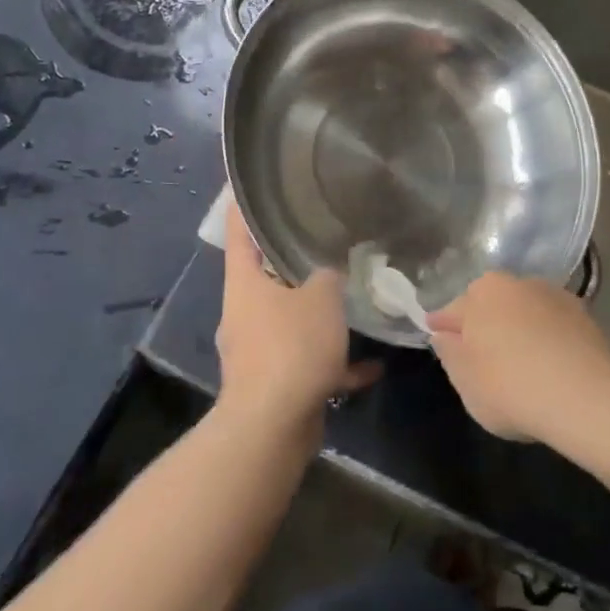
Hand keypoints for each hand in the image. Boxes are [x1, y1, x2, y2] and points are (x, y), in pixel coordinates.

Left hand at [215, 203, 379, 435]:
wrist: (272, 428)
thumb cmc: (291, 347)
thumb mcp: (321, 297)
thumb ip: (329, 275)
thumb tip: (331, 268)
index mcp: (244, 283)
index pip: (237, 230)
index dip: (242, 204)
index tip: (251, 182)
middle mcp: (244, 312)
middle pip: (266, 275)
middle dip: (294, 260)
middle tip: (325, 238)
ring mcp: (255, 350)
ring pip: (288, 319)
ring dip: (317, 315)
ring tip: (353, 299)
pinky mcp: (273, 383)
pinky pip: (306, 362)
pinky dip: (334, 362)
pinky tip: (372, 366)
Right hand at [427, 272, 609, 442]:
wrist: (584, 396)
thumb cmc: (510, 387)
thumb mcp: (465, 380)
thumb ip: (449, 353)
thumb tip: (444, 335)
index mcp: (481, 293)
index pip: (453, 310)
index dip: (444, 327)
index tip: (439, 338)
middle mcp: (516, 282)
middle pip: (491, 304)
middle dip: (484, 323)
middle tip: (481, 355)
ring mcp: (553, 295)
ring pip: (525, 310)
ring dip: (519, 327)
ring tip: (520, 362)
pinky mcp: (584, 313)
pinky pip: (553, 324)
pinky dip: (547, 337)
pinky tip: (550, 363)